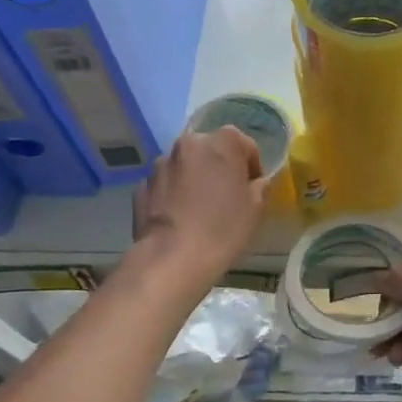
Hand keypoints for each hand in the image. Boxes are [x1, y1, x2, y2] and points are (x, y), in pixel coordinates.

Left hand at [133, 128, 266, 282]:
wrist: (172, 258)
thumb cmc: (223, 229)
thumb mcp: (256, 209)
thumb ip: (259, 187)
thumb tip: (255, 183)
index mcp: (222, 142)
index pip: (245, 145)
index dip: (251, 166)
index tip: (252, 188)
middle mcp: (189, 144)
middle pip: (211, 150)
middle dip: (219, 167)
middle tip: (226, 195)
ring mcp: (161, 164)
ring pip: (185, 166)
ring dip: (194, 178)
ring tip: (199, 208)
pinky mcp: (142, 186)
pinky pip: (165, 184)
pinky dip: (173, 194)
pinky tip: (179, 218)